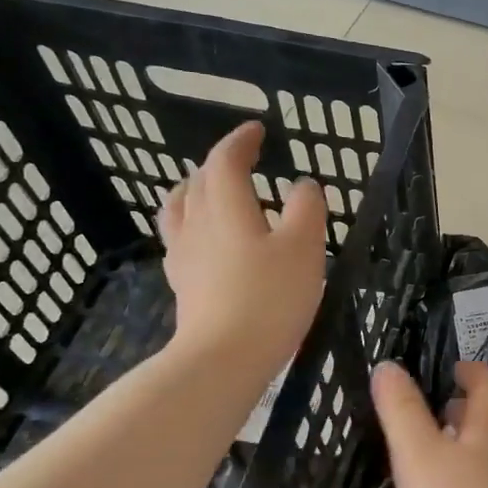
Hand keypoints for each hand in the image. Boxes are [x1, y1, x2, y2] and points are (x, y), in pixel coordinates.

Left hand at [159, 120, 326, 371]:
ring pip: (180, 208)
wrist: (224, 357)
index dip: (240, 140)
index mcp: (227, 207)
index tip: (257, 130)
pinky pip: (180, 238)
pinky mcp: (183, 284)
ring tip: (210, 190)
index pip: (225, 160)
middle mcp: (198, 223)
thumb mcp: (304, 248)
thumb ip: (307, 209)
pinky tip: (204, 240)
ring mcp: (184, 255)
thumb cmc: (270, 298)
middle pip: (199, 181)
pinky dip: (192, 224)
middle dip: (220, 163)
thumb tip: (303, 185)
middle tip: (242, 159)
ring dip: (195, 190)